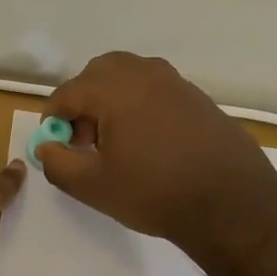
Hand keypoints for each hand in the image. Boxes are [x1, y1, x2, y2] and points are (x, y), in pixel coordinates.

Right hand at [36, 52, 276, 248]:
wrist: (230, 202)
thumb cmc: (154, 192)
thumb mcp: (93, 186)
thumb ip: (58, 163)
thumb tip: (46, 147)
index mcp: (113, 88)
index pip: (68, 92)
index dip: (54, 119)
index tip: (57, 145)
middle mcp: (144, 73)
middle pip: (99, 73)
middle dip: (84, 101)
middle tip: (85, 139)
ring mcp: (175, 82)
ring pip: (130, 77)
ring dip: (113, 100)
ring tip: (117, 141)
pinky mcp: (198, 97)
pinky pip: (157, 90)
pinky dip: (142, 105)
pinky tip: (150, 143)